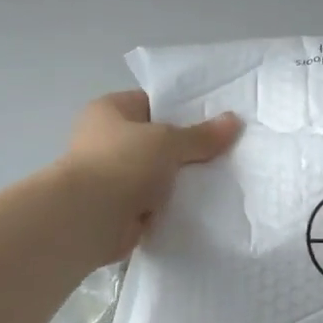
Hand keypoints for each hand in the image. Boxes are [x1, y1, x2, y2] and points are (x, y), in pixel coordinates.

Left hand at [59, 92, 242, 262]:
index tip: (216, 120)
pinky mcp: (118, 207)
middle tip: (225, 151)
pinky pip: (153, 201)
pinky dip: (170, 205)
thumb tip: (235, 120)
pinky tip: (200, 206)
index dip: (184, 110)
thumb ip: (201, 135)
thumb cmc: (122, 163)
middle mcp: (106, 139)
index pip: (153, 102)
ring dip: (179, 180)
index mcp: (110, 110)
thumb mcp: (168, 142)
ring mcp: (111, 175)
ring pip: (157, 173)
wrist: (87, 220)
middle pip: (157, 140)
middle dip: (186, 148)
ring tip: (220, 179)